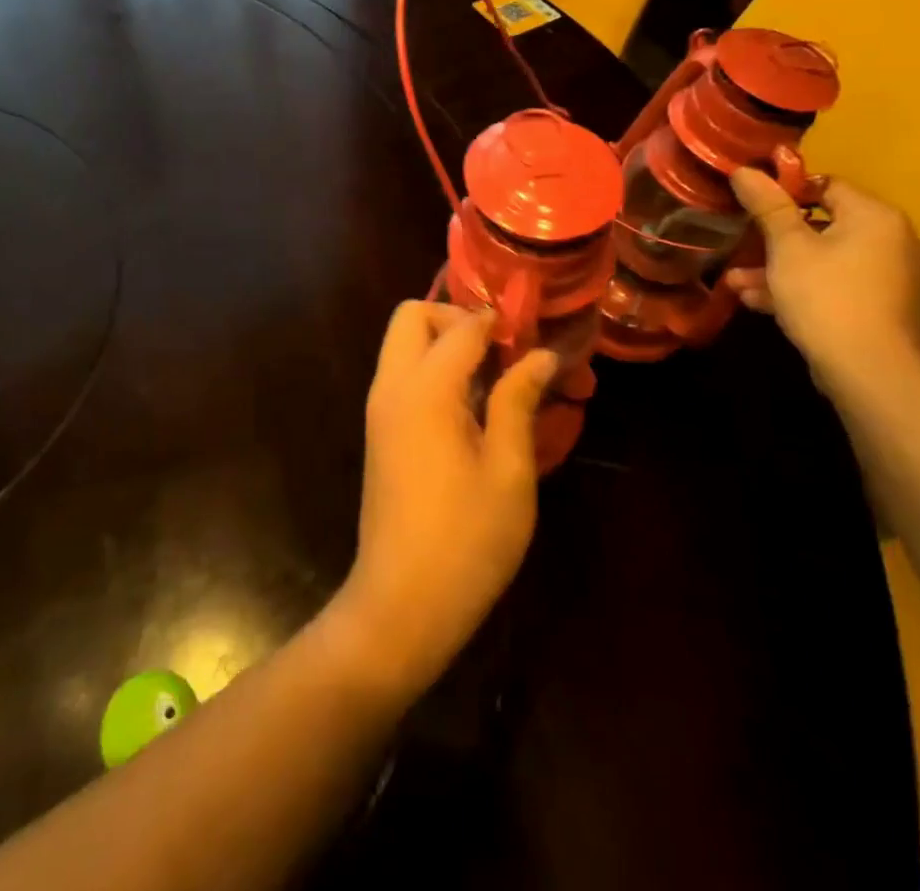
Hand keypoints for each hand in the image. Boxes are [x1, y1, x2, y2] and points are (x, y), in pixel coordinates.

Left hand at [332, 303, 556, 696]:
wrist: (401, 604)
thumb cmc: (466, 540)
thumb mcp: (508, 471)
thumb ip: (518, 402)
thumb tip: (541, 356)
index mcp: (425, 389)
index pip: (461, 326)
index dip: (499, 323)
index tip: (533, 336)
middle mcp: (392, 386)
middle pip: (412, 316)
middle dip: (456, 318)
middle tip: (501, 352)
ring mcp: (379, 408)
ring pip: (402, 343)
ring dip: (443, 343)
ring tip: (493, 379)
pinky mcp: (378, 431)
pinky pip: (401, 374)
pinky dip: (431, 369)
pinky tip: (470, 408)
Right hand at [726, 169, 919, 399]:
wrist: (871, 373)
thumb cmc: (826, 296)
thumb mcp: (787, 247)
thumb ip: (768, 205)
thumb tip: (744, 169)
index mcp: (875, 216)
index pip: (826, 184)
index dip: (785, 190)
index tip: (750, 204)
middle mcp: (891, 240)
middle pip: (822, 225)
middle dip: (774, 238)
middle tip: (739, 246)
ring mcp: (890, 278)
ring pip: (823, 260)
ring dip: (779, 269)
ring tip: (737, 283)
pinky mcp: (881, 309)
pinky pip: (834, 286)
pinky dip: (801, 289)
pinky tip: (759, 303)